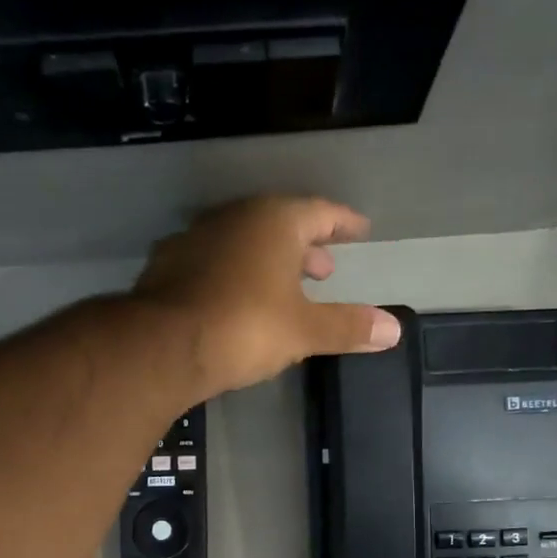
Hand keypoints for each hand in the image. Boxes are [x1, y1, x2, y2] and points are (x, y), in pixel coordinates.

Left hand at [133, 195, 400, 396]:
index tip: (358, 230)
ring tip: (283, 286)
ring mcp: (195, 238)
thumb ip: (348, 327)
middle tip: (324, 269)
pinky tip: (235, 299)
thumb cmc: (245, 327)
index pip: (320, 212)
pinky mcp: (168, 265)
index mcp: (274, 221)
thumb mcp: (304, 331)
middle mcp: (234, 218)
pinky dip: (233, 274)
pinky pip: (213, 262)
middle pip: (279, 223)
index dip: (342, 222)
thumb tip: (394, 330)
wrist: (162, 346)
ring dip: (267, 261)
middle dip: (305, 246)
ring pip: (243, 241)